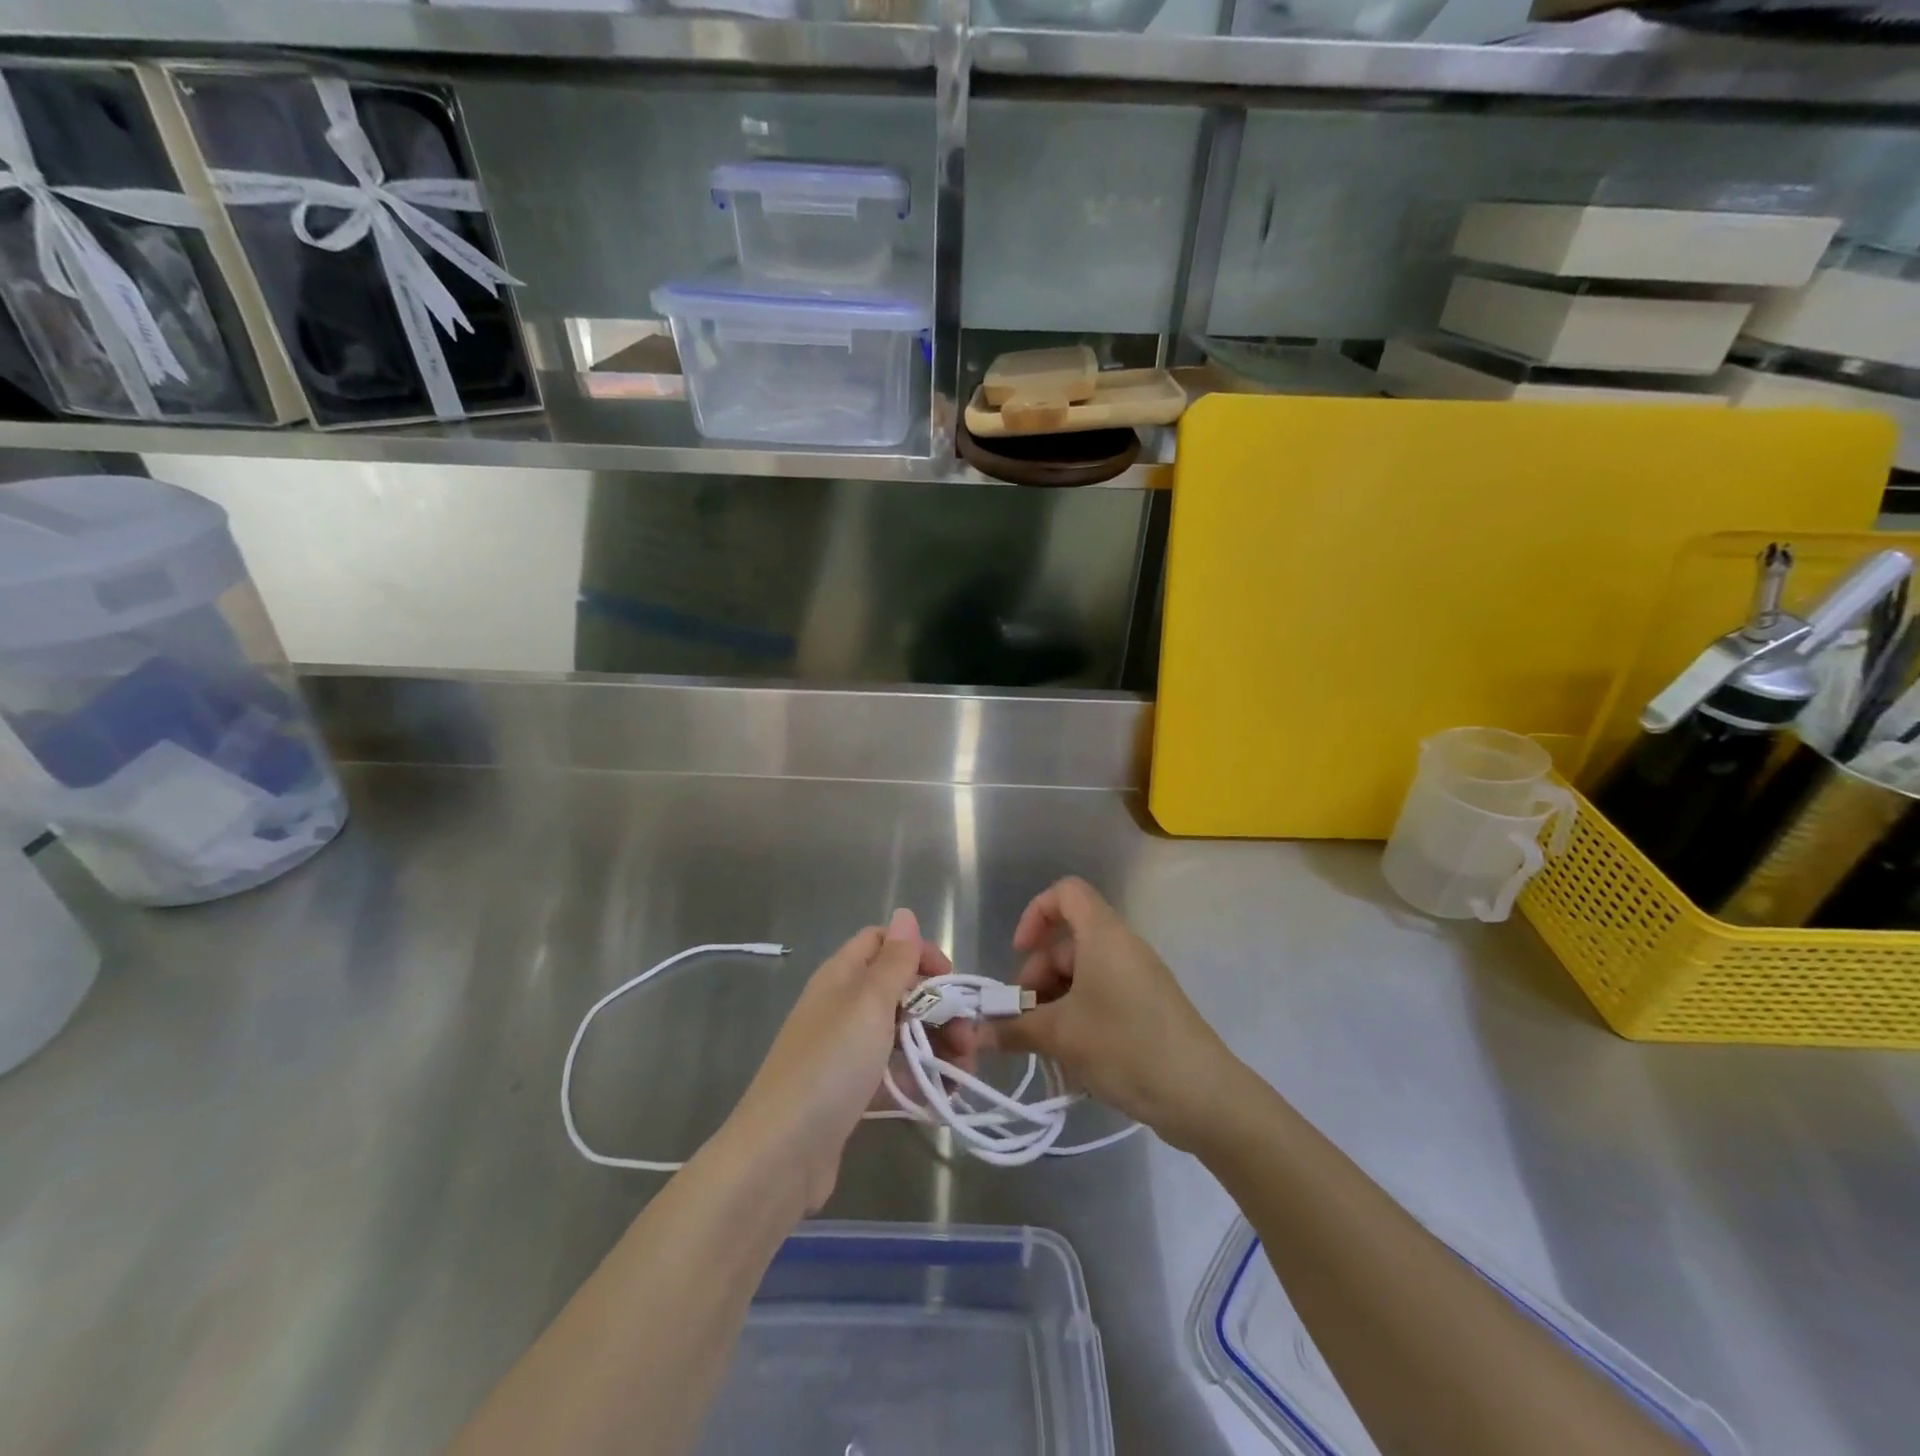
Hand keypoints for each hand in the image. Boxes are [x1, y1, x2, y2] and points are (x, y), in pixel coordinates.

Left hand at [719, 910, 952, 1213]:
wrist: (781, 1154)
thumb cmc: (830, 1066)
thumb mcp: (869, 1004)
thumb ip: (893, 960)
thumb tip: (904, 913)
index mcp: (841, 976)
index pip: (882, 941)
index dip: (918, 952)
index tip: (950, 980)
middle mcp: (842, 1005)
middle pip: (898, 988)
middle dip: (939, 1006)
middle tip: (968, 1038)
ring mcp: (845, 1049)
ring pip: (901, 1030)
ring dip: (937, 1043)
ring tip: (965, 1073)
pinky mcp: (850, 1089)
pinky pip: (893, 1068)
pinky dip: (919, 1074)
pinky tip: (943, 1095)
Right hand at [990, 877, 1238, 1150]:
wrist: (1203, 1095)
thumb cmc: (1126, 1046)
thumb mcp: (1062, 1037)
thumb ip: (1015, 1029)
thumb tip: (976, 1032)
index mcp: (1104, 935)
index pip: (1066, 893)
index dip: (1036, 914)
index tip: (1019, 954)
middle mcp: (1122, 947)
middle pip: (1067, 943)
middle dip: (1037, 978)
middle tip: (1024, 1022)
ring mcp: (1138, 978)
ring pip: (1082, 975)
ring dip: (1054, 1004)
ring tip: (1045, 1048)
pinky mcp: (1147, 1007)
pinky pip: (1102, 996)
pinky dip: (1079, 1017)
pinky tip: (1070, 1058)